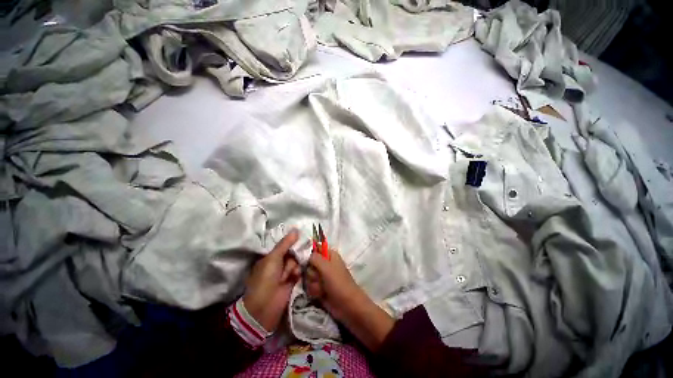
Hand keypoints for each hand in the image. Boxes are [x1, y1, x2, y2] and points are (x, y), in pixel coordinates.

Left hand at [243, 230, 300, 331]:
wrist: (264, 308)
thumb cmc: (265, 279)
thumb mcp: (273, 259)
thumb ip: (285, 244)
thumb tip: (296, 229)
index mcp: (271, 256)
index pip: (285, 245)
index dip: (293, 242)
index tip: (302, 238)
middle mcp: (279, 263)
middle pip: (293, 253)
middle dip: (293, 257)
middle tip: (289, 263)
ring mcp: (285, 272)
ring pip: (297, 262)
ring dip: (294, 267)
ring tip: (289, 276)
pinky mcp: (292, 281)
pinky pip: (299, 271)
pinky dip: (298, 273)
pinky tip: (295, 277)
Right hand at [305, 248, 365, 321]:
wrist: (346, 305)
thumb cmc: (338, 282)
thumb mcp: (326, 267)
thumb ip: (315, 258)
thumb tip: (307, 255)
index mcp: (329, 254)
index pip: (315, 248)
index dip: (309, 254)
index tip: (307, 261)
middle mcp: (325, 263)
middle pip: (309, 263)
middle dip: (312, 272)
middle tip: (319, 277)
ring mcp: (322, 276)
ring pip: (308, 275)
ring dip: (313, 283)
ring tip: (322, 288)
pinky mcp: (319, 287)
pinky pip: (309, 286)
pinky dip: (314, 290)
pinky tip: (320, 294)